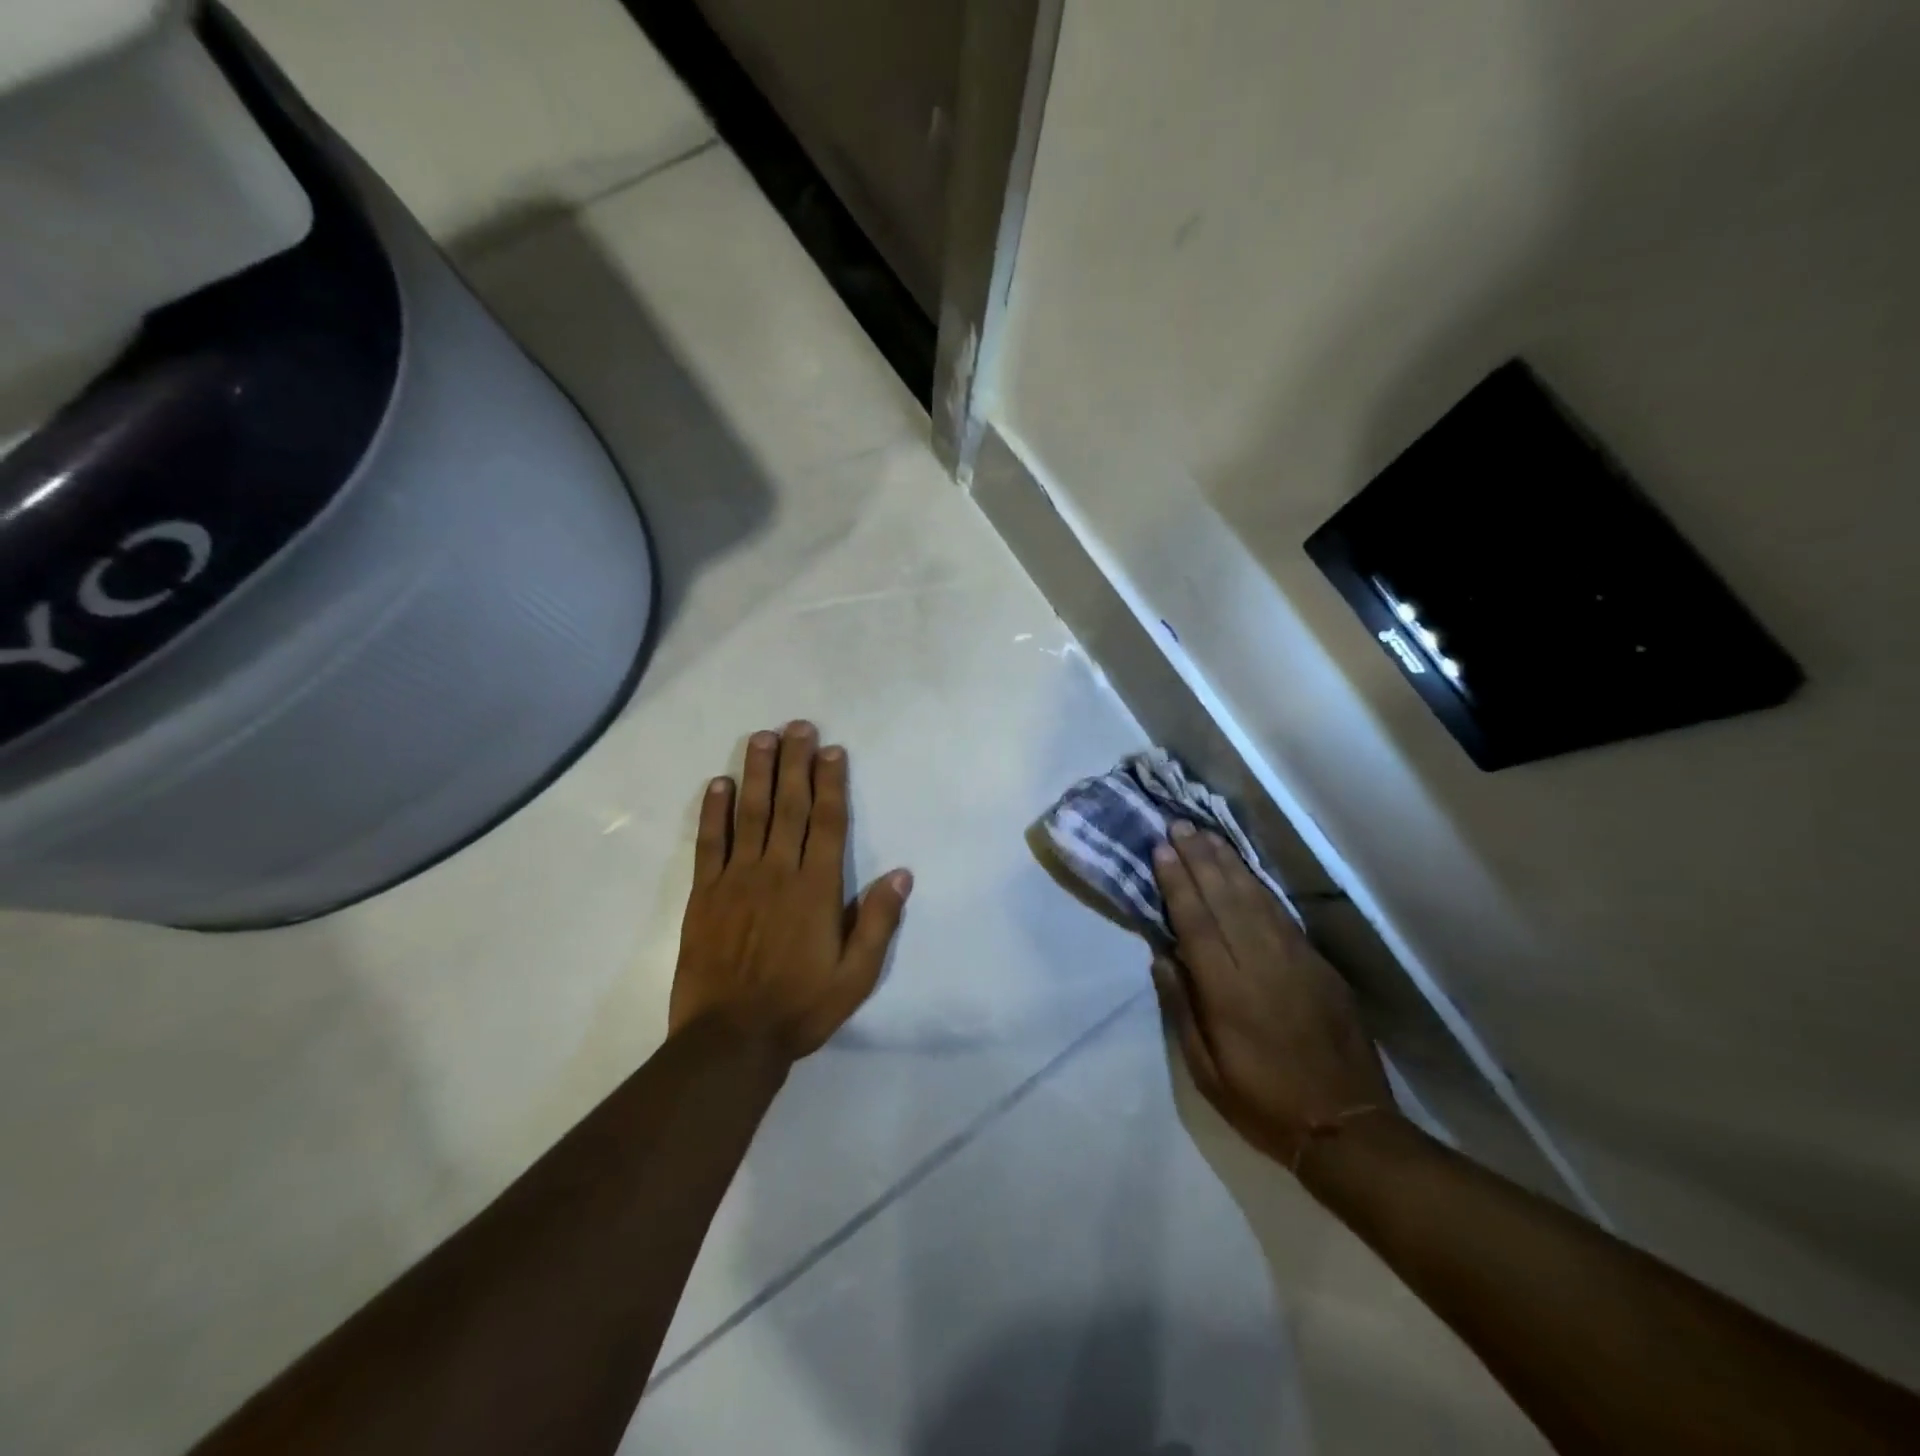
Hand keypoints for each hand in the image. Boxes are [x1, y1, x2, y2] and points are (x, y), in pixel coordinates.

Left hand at [671, 722, 912, 1059]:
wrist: (730, 1040)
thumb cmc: (800, 1007)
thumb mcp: (855, 976)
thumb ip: (877, 922)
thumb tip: (901, 874)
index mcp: (816, 889)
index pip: (826, 822)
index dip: (830, 783)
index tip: (832, 750)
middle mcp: (777, 872)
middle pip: (788, 806)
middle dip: (795, 762)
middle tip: (798, 725)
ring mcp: (737, 880)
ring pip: (750, 814)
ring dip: (757, 773)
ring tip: (761, 737)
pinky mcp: (705, 894)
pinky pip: (709, 843)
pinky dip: (714, 811)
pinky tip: (718, 784)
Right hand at [1150, 824, 1393, 1168]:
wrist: (1348, 1127)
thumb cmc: (1264, 1103)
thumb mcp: (1206, 1072)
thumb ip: (1182, 1009)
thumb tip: (1162, 956)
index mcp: (1228, 992)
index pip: (1197, 923)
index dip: (1177, 883)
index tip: (1161, 850)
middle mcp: (1261, 965)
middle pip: (1225, 899)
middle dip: (1200, 859)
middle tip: (1180, 825)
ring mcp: (1296, 961)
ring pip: (1256, 899)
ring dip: (1229, 864)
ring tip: (1207, 835)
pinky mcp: (1320, 966)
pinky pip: (1283, 915)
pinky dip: (1260, 887)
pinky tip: (1246, 871)